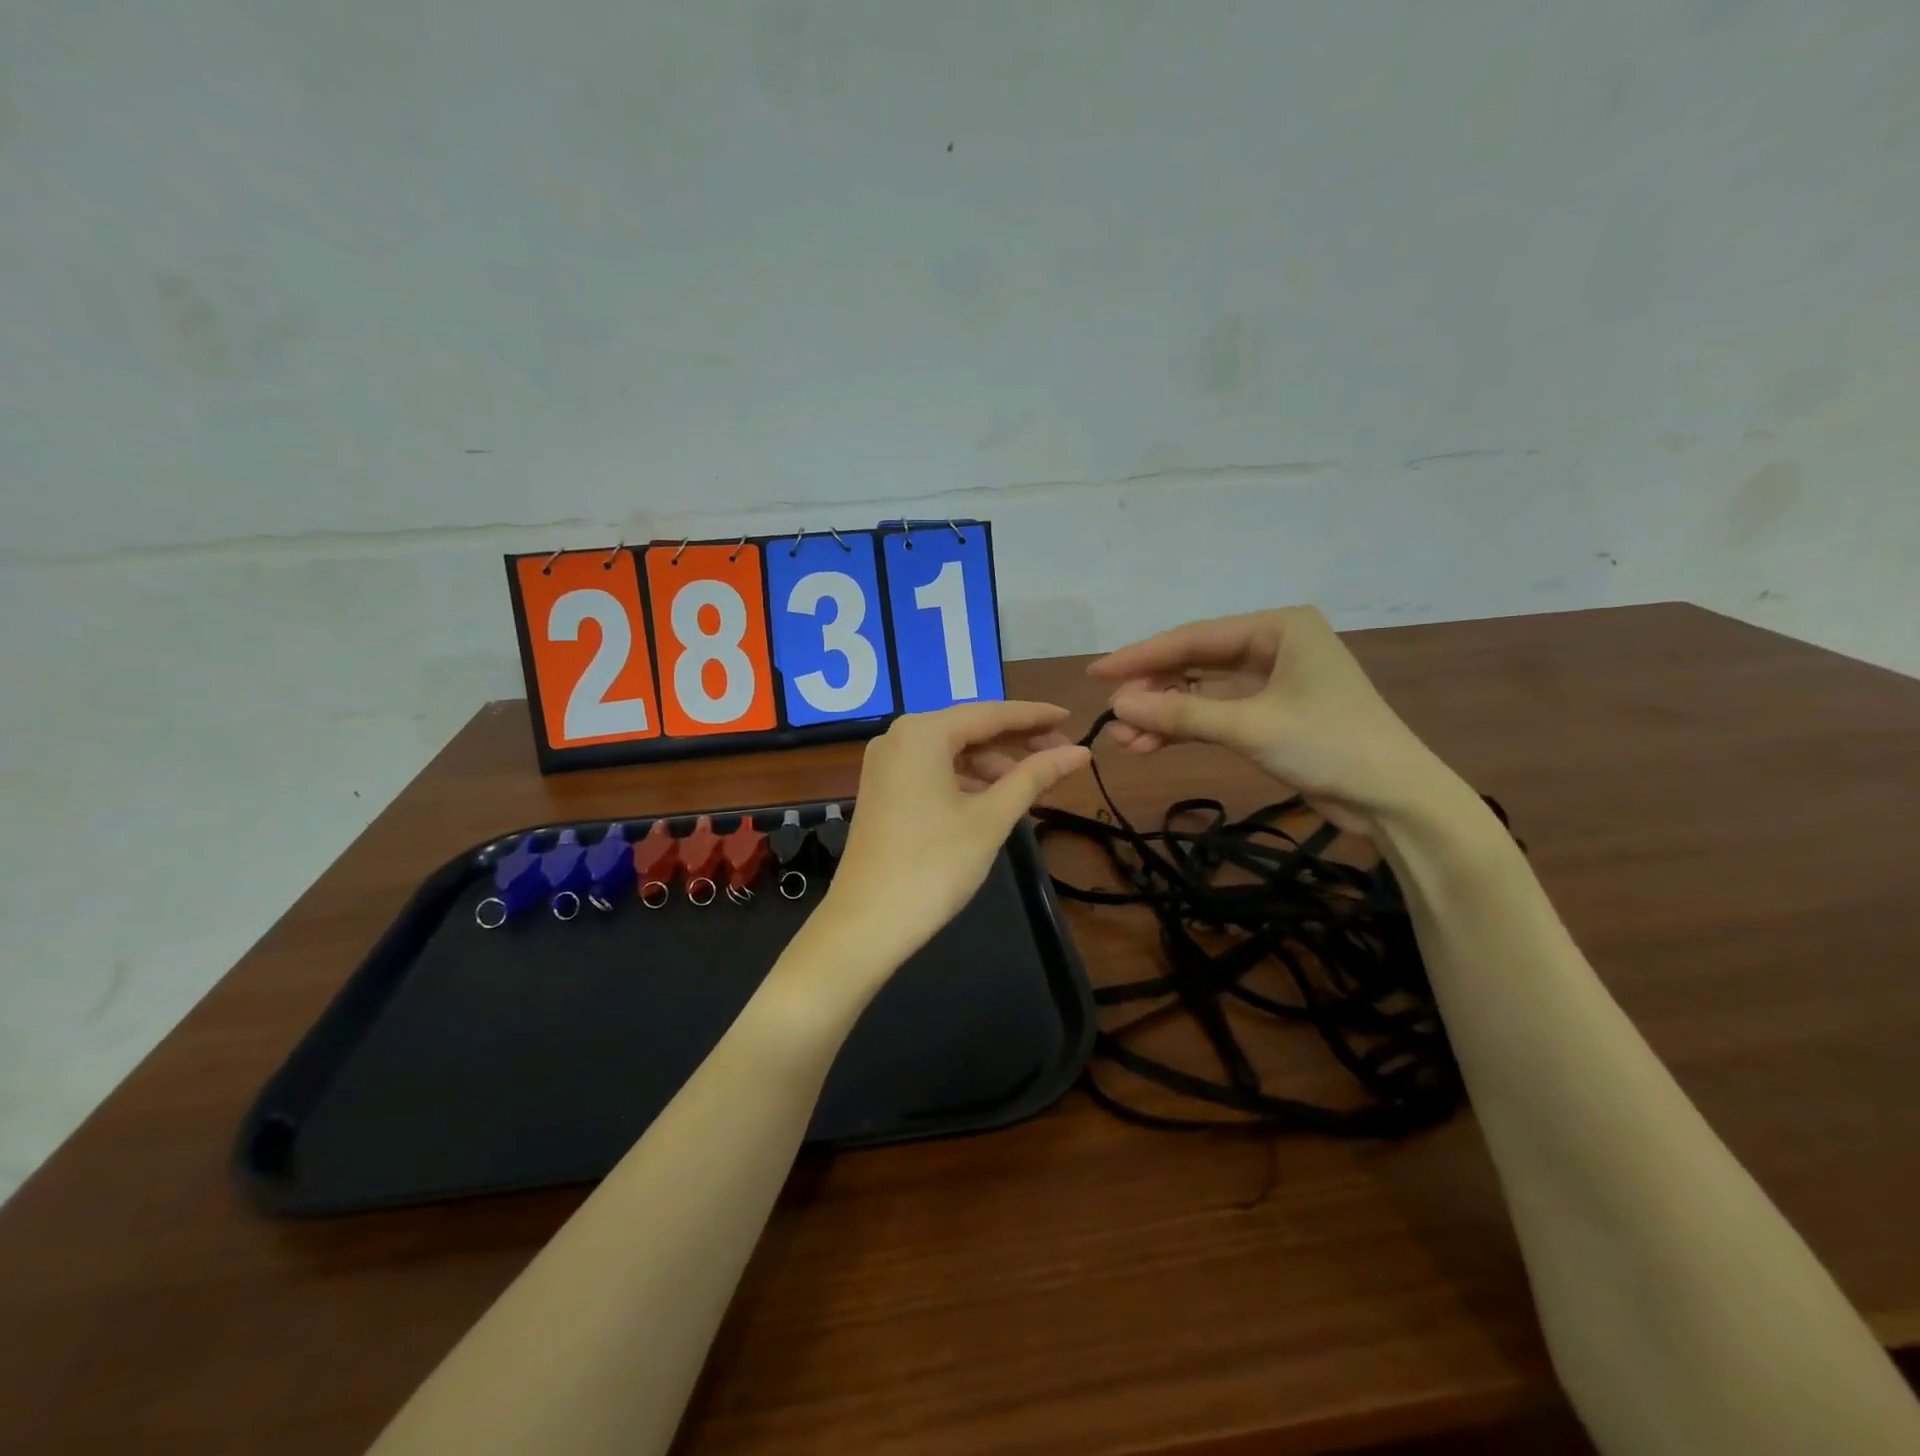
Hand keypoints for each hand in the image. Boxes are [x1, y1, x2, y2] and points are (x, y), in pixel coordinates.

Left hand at [817, 701, 1091, 973]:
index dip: (1035, 716)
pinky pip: (935, 770)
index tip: (1072, 717)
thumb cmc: (934, 865)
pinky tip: (997, 796)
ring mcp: (887, 764)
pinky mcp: (884, 790)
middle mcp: (899, 737)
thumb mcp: (992, 817)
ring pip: (953, 751)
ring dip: (994, 763)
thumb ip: (1035, 777)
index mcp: (923, 732)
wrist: (867, 923)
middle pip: (970, 728)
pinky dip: (968, 779)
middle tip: (1063, 753)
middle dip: (1016, 741)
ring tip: (1036, 781)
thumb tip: (1080, 752)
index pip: (991, 713)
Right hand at [1087, 606, 1463, 836]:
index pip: (1195, 638)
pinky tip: (1151, 746)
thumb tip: (1118, 707)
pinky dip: (1187, 730)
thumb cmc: (1329, 745)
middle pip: (1196, 663)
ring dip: (1165, 716)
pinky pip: (1217, 714)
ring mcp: (1273, 681)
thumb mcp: (1249, 726)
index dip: (1142, 657)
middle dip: (1153, 691)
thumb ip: (1181, 714)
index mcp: (1279, 628)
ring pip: (1202, 692)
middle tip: (1112, 714)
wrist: (1394, 799)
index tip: (1097, 673)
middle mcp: (1274, 645)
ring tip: (1125, 740)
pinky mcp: (1271, 715)